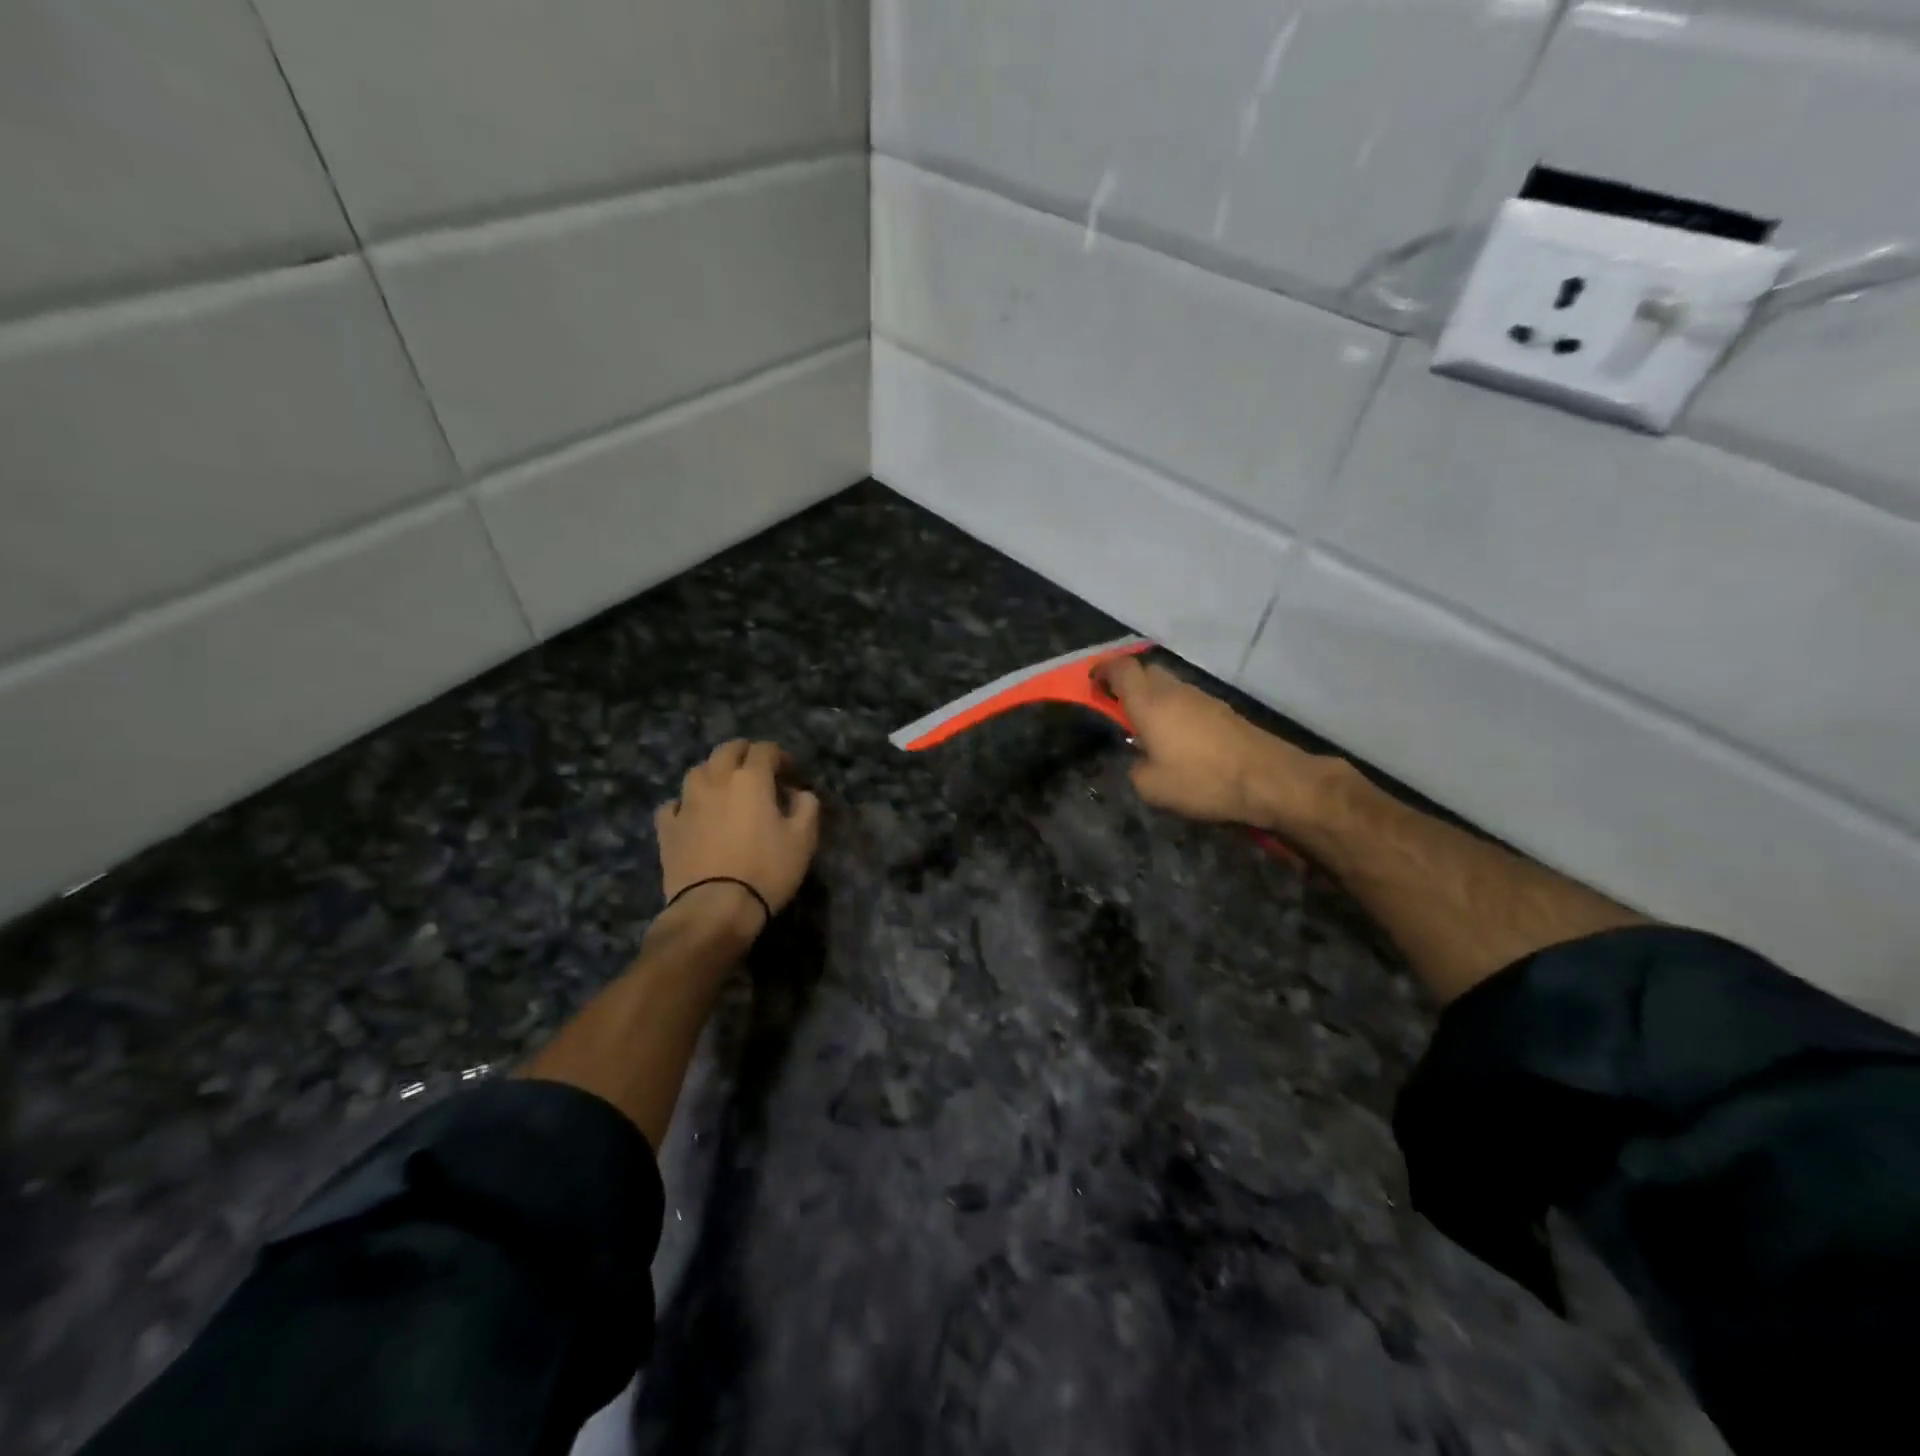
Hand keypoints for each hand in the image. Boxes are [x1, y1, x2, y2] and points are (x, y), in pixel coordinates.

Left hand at [655, 740, 819, 935]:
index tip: (791, 773)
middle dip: (745, 754)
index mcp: (751, 779)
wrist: (715, 908)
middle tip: (758, 771)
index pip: (765, 749)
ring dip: (714, 772)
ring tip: (725, 788)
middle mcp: (716, 781)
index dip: (780, 756)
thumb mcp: (803, 840)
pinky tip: (693, 815)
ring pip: (698, 771)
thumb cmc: (766, 871)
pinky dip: (685, 803)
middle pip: (727, 750)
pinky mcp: (667, 827)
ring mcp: (686, 803)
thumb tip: (799, 793)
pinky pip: (673, 804)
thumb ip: (807, 807)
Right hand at [1096, 658, 1333, 829]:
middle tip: (1117, 707)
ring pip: (1168, 685)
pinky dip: (1174, 710)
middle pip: (1145, 670)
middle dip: (1127, 682)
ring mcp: (1202, 698)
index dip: (1103, 671)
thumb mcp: (1151, 787)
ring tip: (1146, 728)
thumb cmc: (1202, 780)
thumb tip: (1138, 758)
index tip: (1092, 685)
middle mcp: (1174, 691)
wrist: (1269, 779)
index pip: (1121, 669)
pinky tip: (1177, 738)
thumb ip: (1134, 767)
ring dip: (1152, 697)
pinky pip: (1187, 700)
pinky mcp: (1222, 710)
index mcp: (1150, 704)